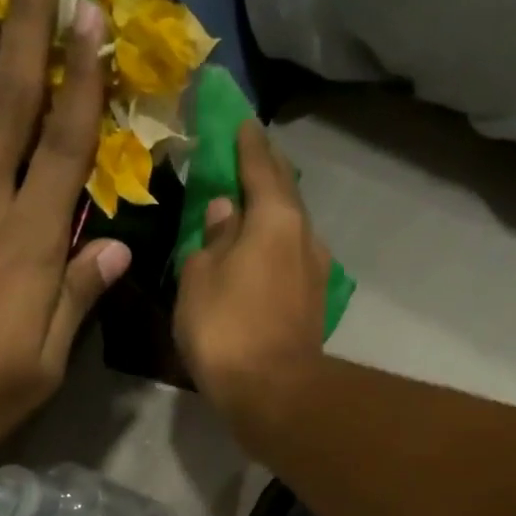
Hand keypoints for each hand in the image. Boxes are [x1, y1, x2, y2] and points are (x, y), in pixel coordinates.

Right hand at [174, 120, 330, 418]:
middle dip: (265, 173)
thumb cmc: (228, 329)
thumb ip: (211, 238)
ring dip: (272, 214)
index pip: (260, 166)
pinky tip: (262, 253)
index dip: (247, 143)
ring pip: (291, 229)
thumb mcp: (200, 277)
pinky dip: (276, 247)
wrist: (274, 394)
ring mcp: (315, 273)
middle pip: (285, 194)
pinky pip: (291, 260)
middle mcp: (304, 237)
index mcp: (275, 218)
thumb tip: (224, 211)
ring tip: (250, 208)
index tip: (241, 121)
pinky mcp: (313, 304)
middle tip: (247, 157)